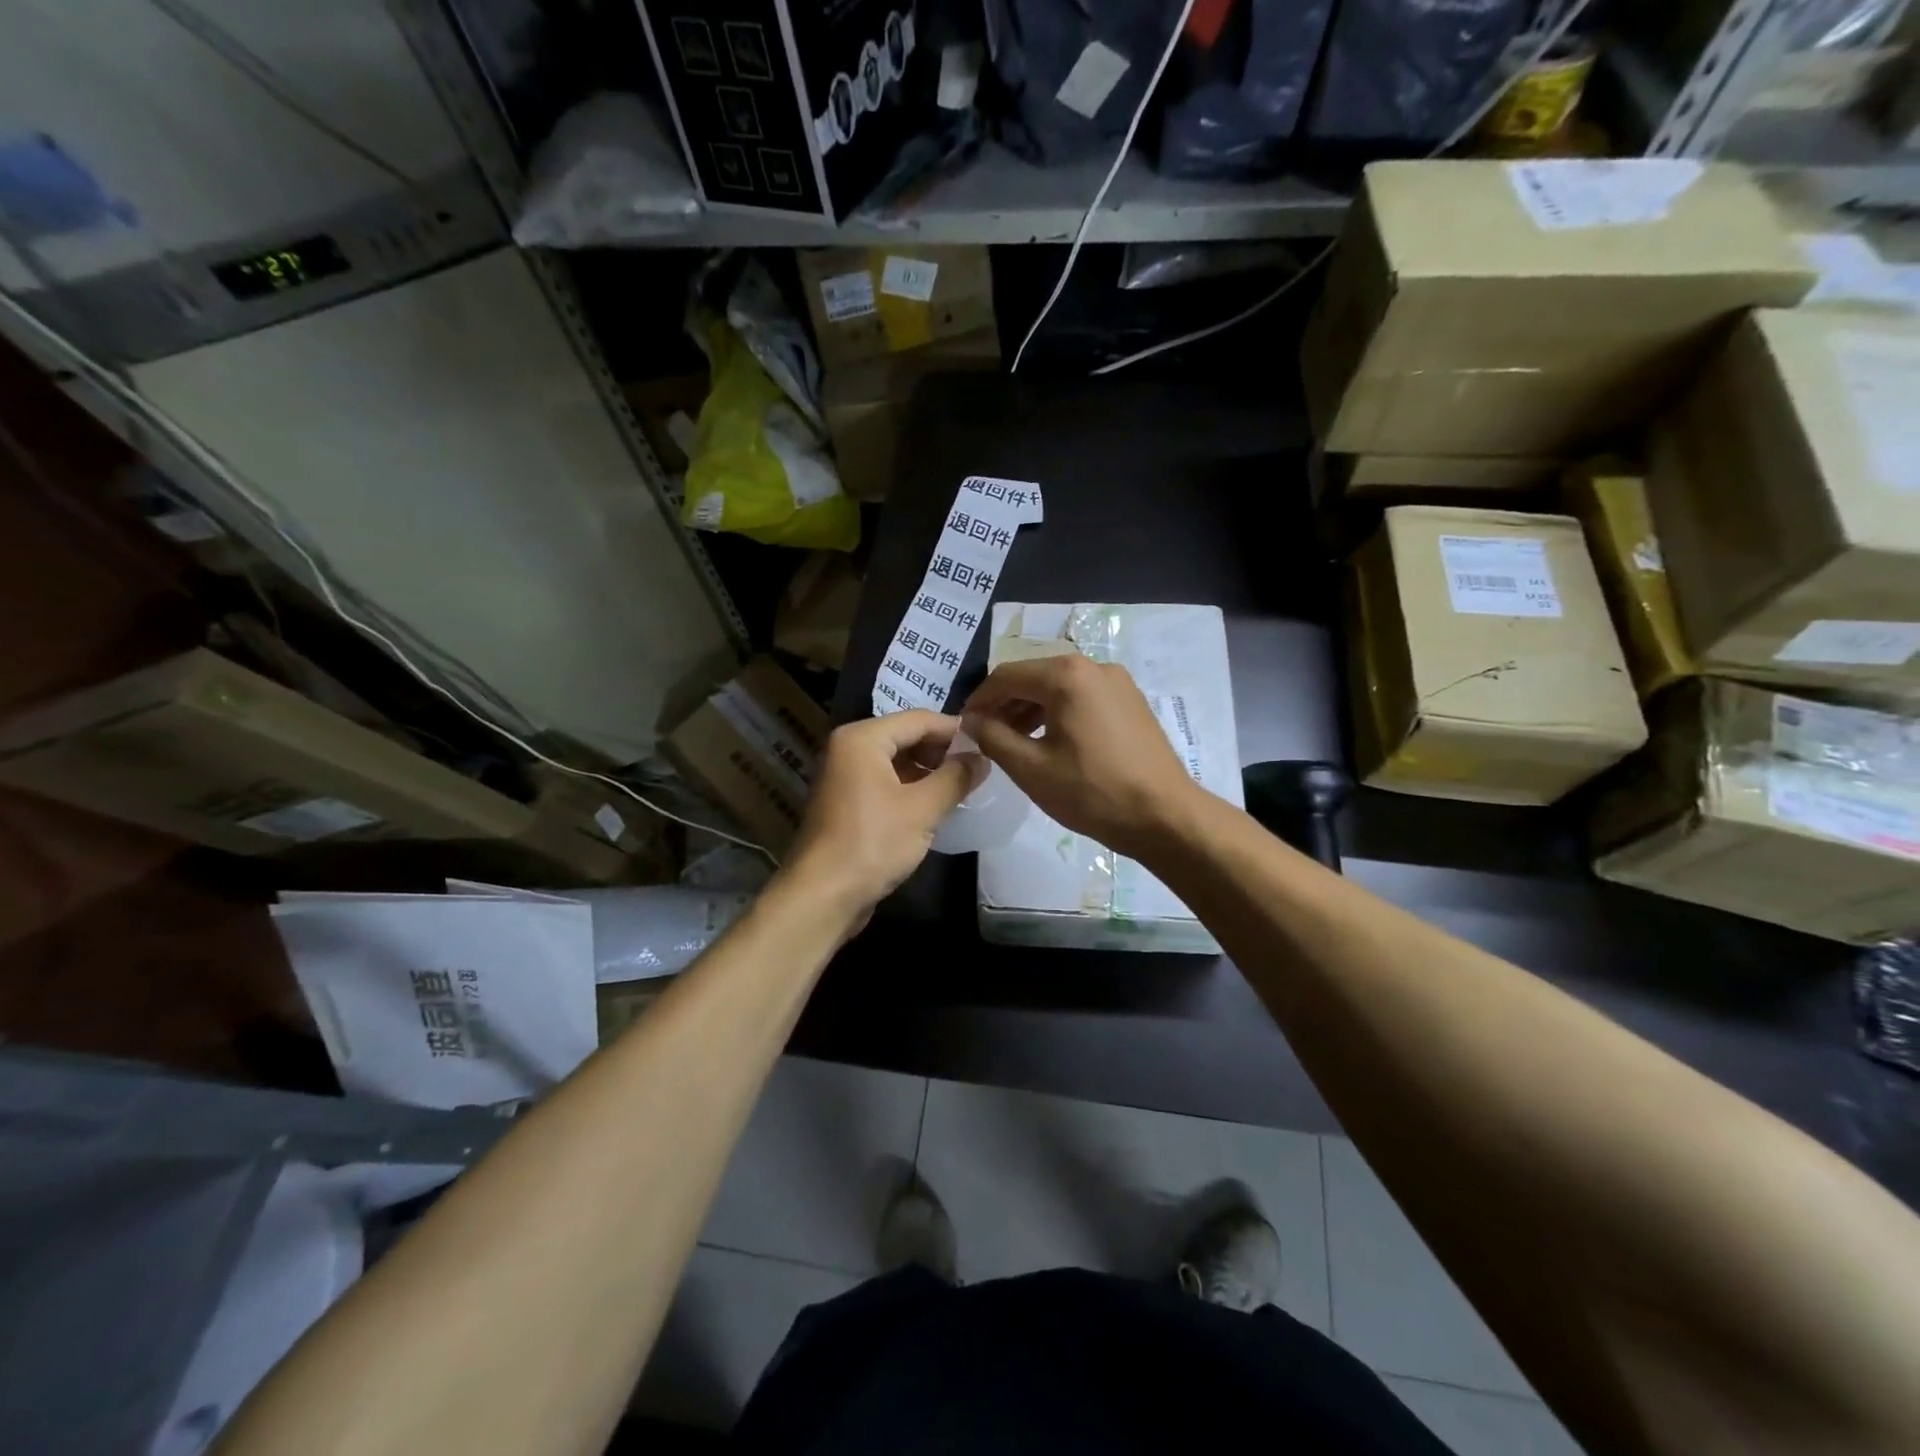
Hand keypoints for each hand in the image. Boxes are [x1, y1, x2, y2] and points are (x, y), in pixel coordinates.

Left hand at [785, 711, 986, 913]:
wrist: (822, 896)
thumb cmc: (873, 843)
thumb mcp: (923, 809)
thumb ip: (955, 778)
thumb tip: (982, 758)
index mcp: (862, 739)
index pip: (918, 719)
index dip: (955, 729)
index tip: (988, 742)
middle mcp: (848, 749)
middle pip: (905, 737)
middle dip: (942, 750)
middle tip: (979, 766)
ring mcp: (844, 777)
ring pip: (896, 762)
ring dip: (928, 771)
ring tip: (963, 785)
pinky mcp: (847, 804)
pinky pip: (885, 783)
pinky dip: (911, 788)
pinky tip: (937, 804)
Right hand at [962, 654, 1197, 857]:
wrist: (1164, 815)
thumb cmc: (1092, 792)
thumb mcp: (1031, 768)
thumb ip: (993, 737)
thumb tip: (971, 721)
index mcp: (1066, 675)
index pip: (1006, 676)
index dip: (979, 700)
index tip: (963, 726)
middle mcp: (1093, 666)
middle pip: (1033, 676)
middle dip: (1005, 704)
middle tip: (985, 736)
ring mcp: (1117, 681)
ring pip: (1059, 686)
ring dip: (1030, 709)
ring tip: (1013, 742)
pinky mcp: (1130, 700)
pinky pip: (1082, 697)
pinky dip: (1058, 712)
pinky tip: (1049, 741)